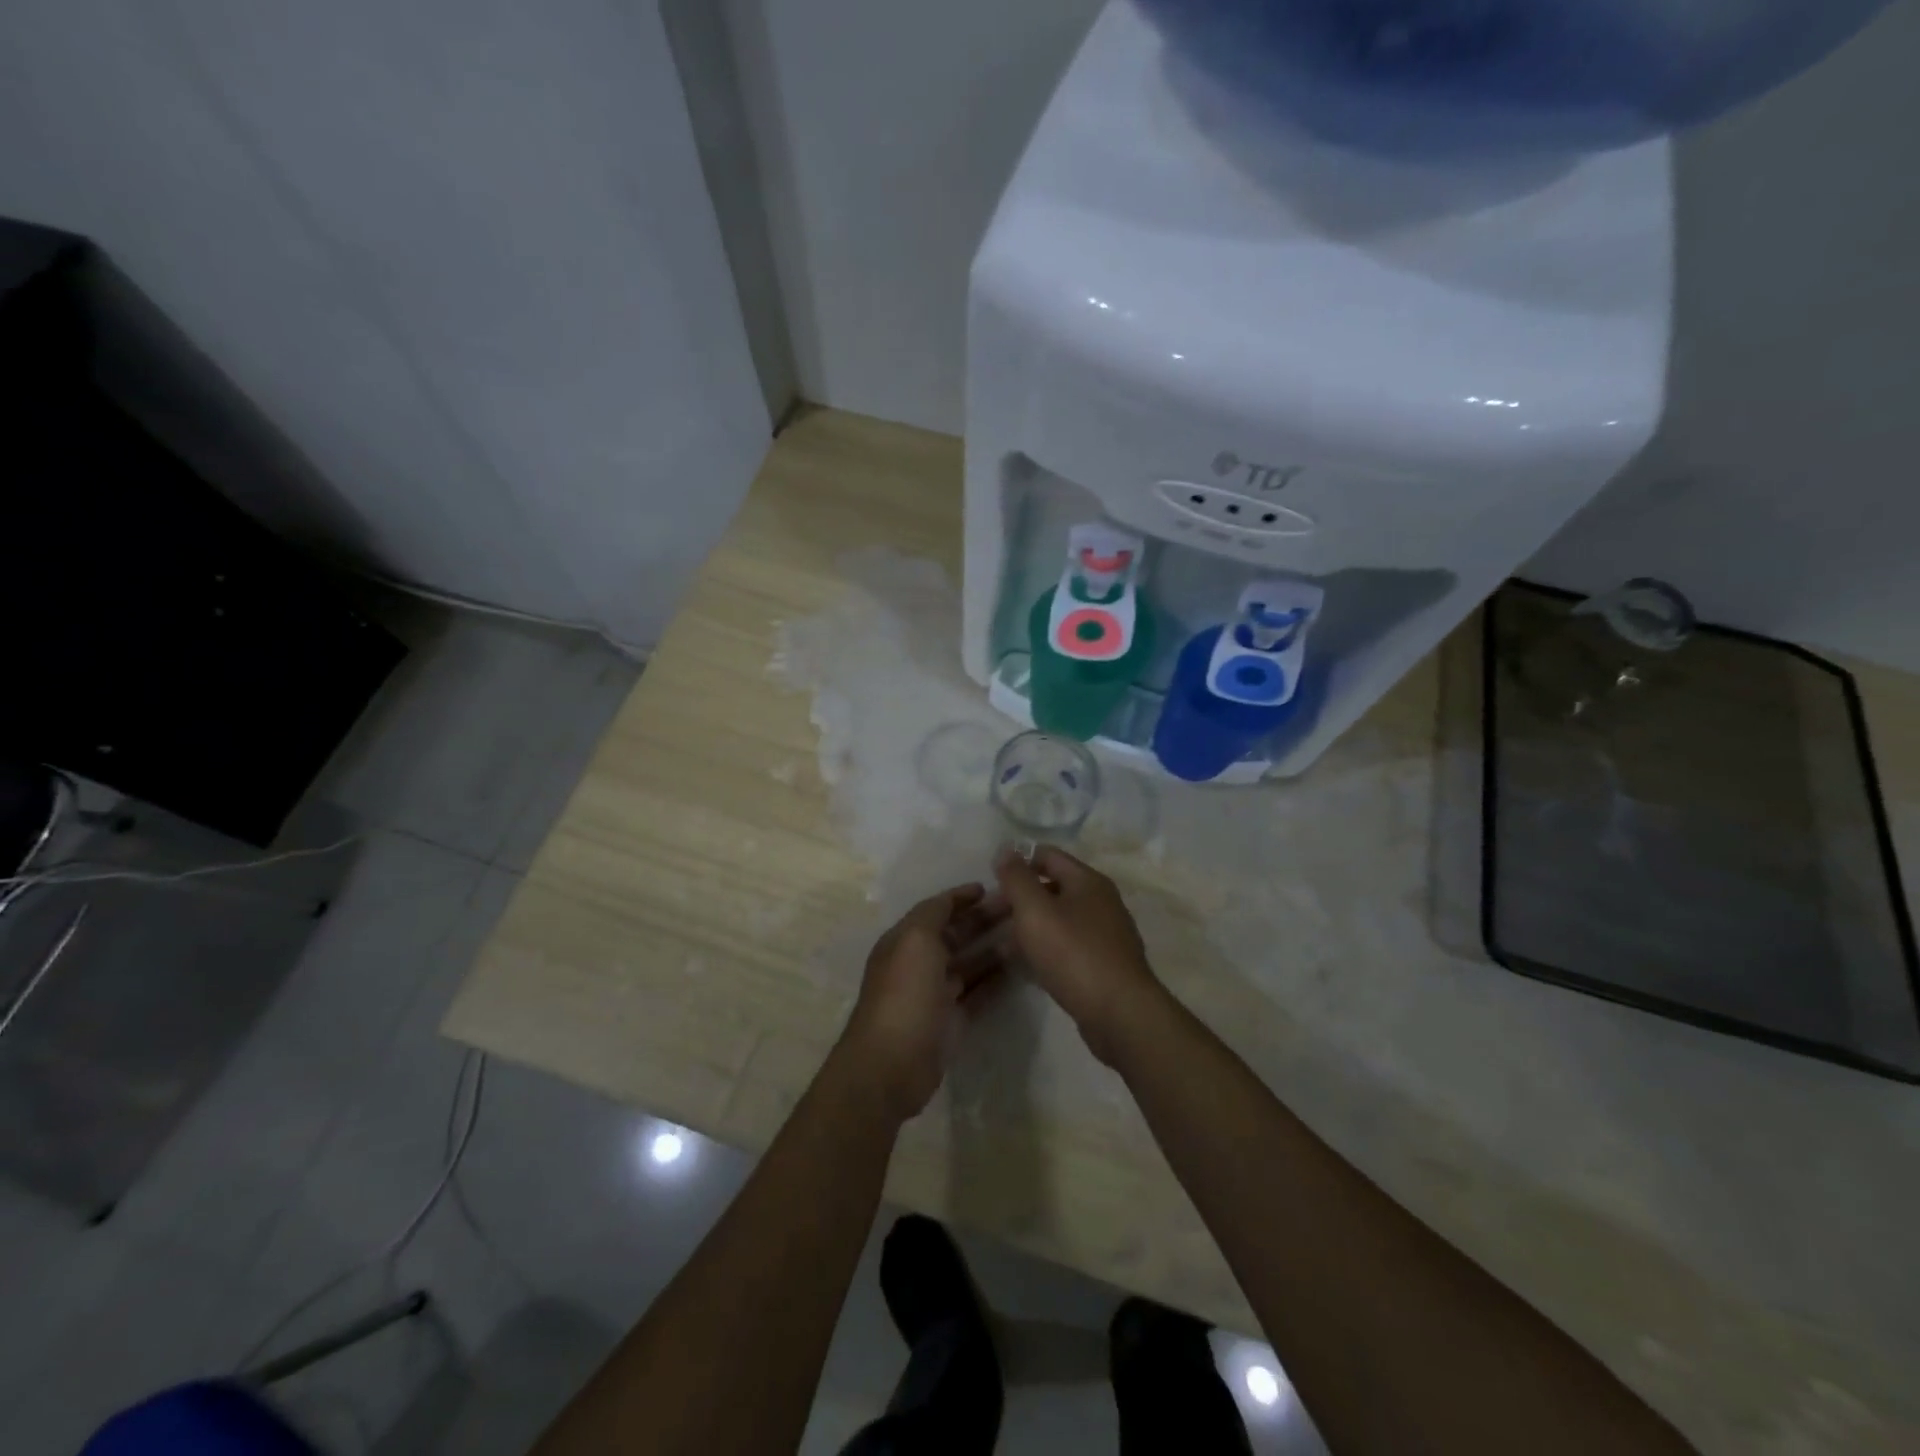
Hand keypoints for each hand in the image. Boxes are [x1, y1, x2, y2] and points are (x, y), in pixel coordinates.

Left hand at [838, 884, 1008, 1120]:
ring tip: (1026, 934)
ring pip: (970, 962)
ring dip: (994, 948)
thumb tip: (954, 899)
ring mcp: (936, 993)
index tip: (991, 887)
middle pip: (956, 934)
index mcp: (905, 940)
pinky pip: (978, 992)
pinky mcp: (952, 1020)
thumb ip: (934, 913)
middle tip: (1019, 908)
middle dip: (984, 919)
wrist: (892, 1062)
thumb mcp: (915, 939)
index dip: (961, 897)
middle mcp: (919, 963)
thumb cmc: (904, 993)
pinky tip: (1020, 968)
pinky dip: (996, 979)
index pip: (936, 910)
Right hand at [993, 846, 1162, 1065]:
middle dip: (1021, 897)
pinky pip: (1068, 946)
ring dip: (1031, 926)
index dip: (1018, 862)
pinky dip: (1046, 949)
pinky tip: (1028, 966)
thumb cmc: (1074, 954)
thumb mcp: (1035, 911)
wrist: (1120, 1013)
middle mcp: (1101, 901)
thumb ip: (1017, 878)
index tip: (991, 881)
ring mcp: (1106, 934)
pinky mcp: (1105, 964)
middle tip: (990, 916)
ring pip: (1060, 919)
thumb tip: (1006, 848)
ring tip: (1002, 943)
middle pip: (1054, 887)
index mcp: (1088, 881)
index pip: (1047, 855)